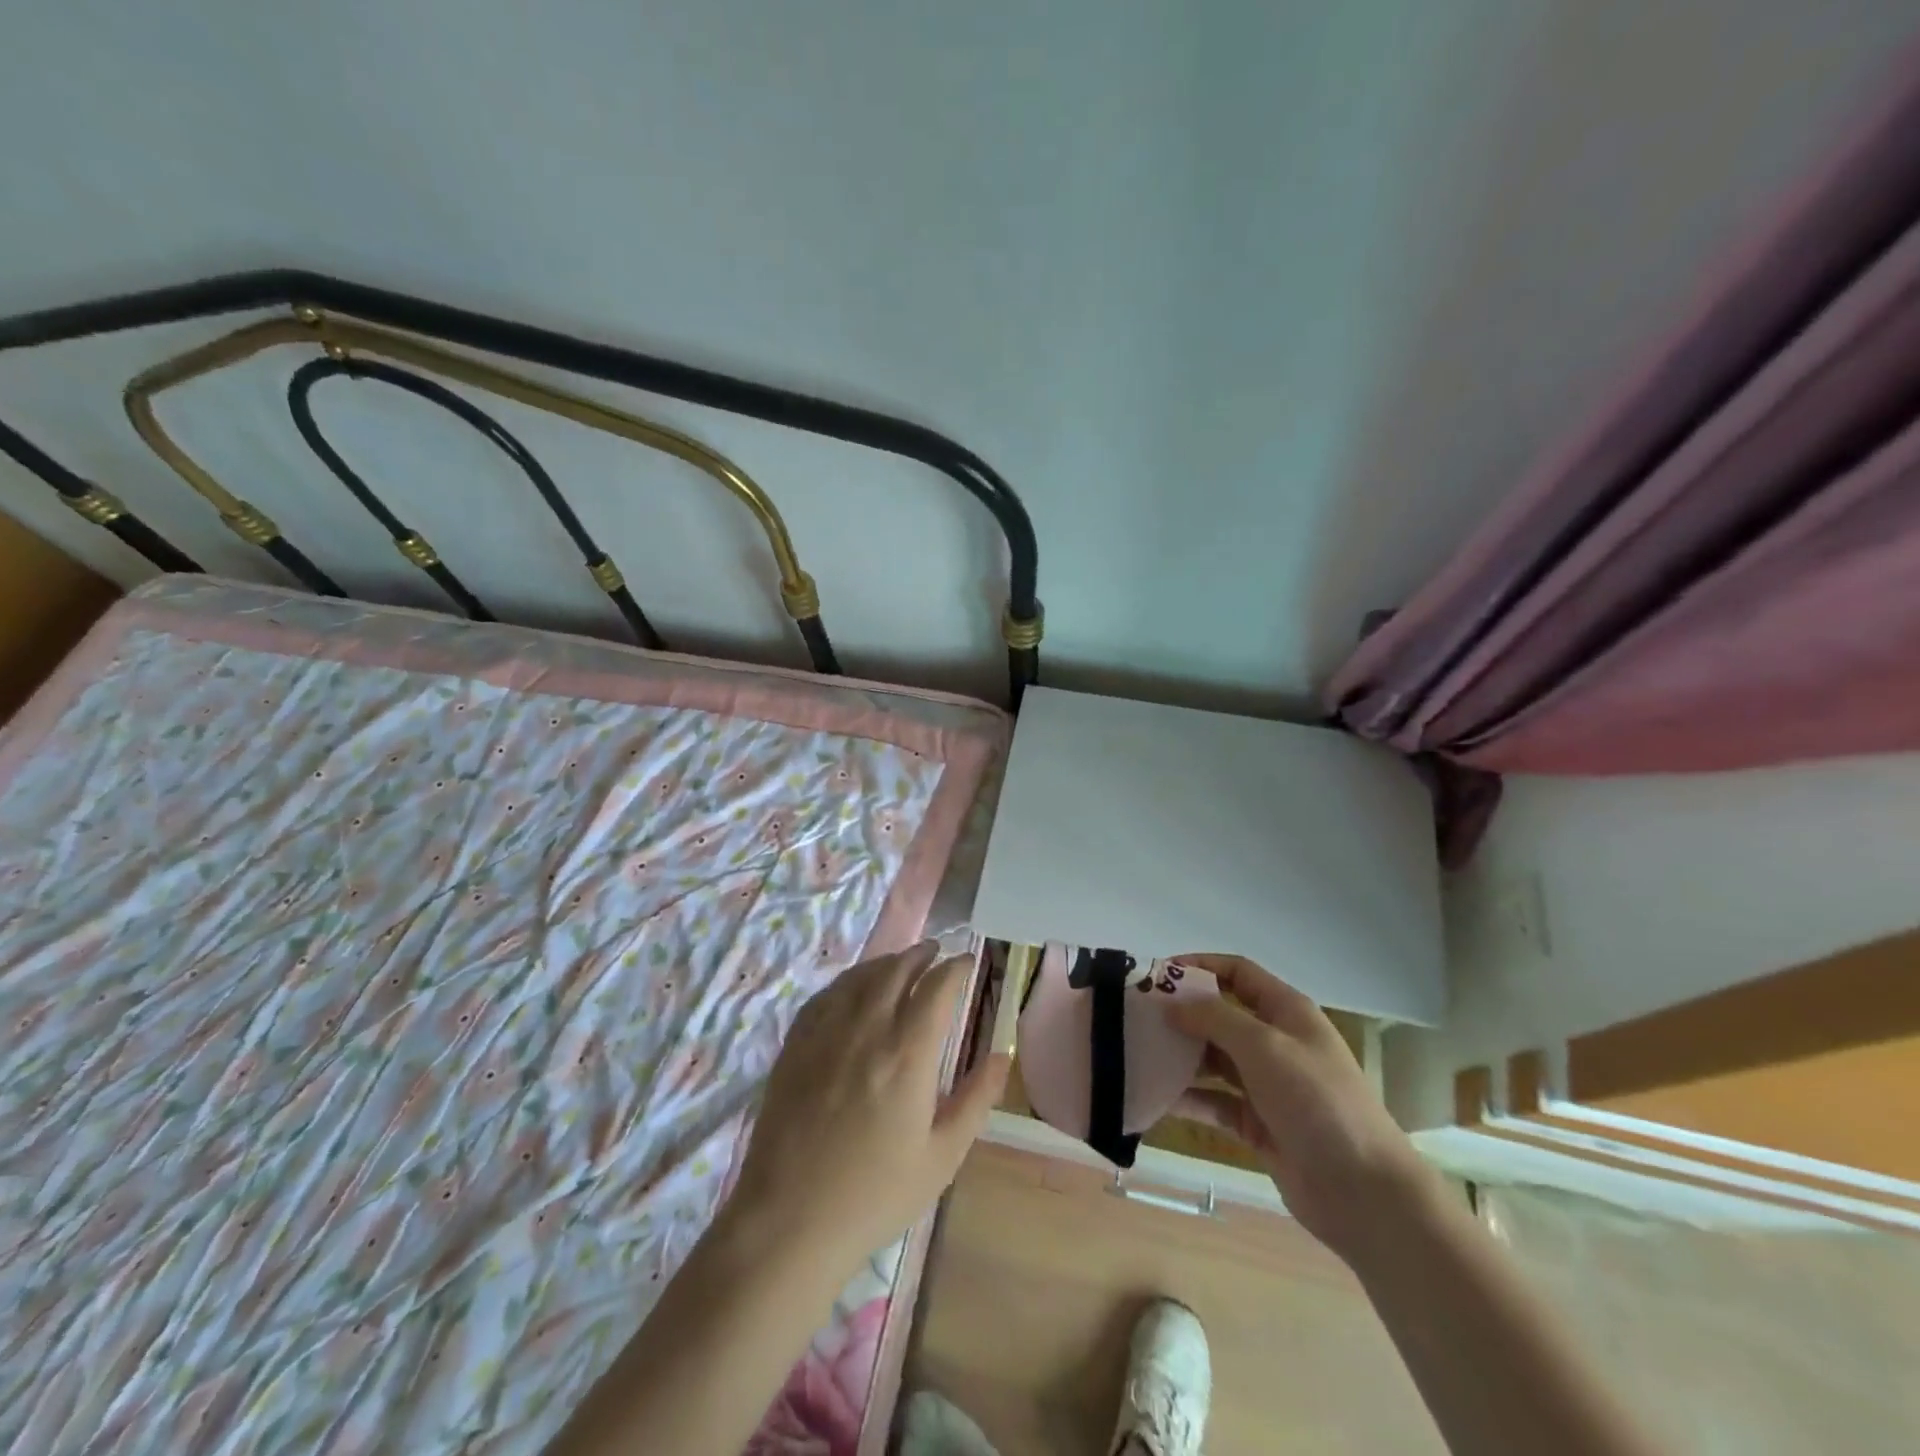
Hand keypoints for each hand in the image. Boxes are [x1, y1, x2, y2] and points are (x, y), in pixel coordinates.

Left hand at [723, 941, 1008, 1278]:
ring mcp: (826, 1031)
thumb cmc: (875, 1195)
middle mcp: (868, 1027)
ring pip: (862, 975)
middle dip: (922, 954)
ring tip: (902, 963)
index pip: (938, 986)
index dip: (957, 967)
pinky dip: (850, 980)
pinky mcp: (796, 1042)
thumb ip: (977, 1098)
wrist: (788, 1221)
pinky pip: (828, 993)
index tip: (968, 962)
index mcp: (908, 1052)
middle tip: (937, 952)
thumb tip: (1004, 1054)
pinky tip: (855, 988)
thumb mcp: (942, 1156)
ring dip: (887, 962)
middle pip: (898, 968)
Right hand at [1167, 954, 1435, 1265]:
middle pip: (1220, 1015)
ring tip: (1138, 1054)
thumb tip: (1173, 1005)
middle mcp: (1275, 1042)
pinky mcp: (1257, 1124)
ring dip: (1180, 1056)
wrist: (1363, 1192)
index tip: (1157, 976)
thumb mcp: (1264, 1046)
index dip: (1199, 967)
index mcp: (1286, 1012)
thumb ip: (1214, 1018)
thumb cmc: (1317, 1101)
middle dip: (1181, 1014)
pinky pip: (1214, 1101)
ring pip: (1213, 1059)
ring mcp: (1266, 1085)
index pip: (1237, 972)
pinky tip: (1155, 1097)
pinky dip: (1187, 1098)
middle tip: (1136, 1017)